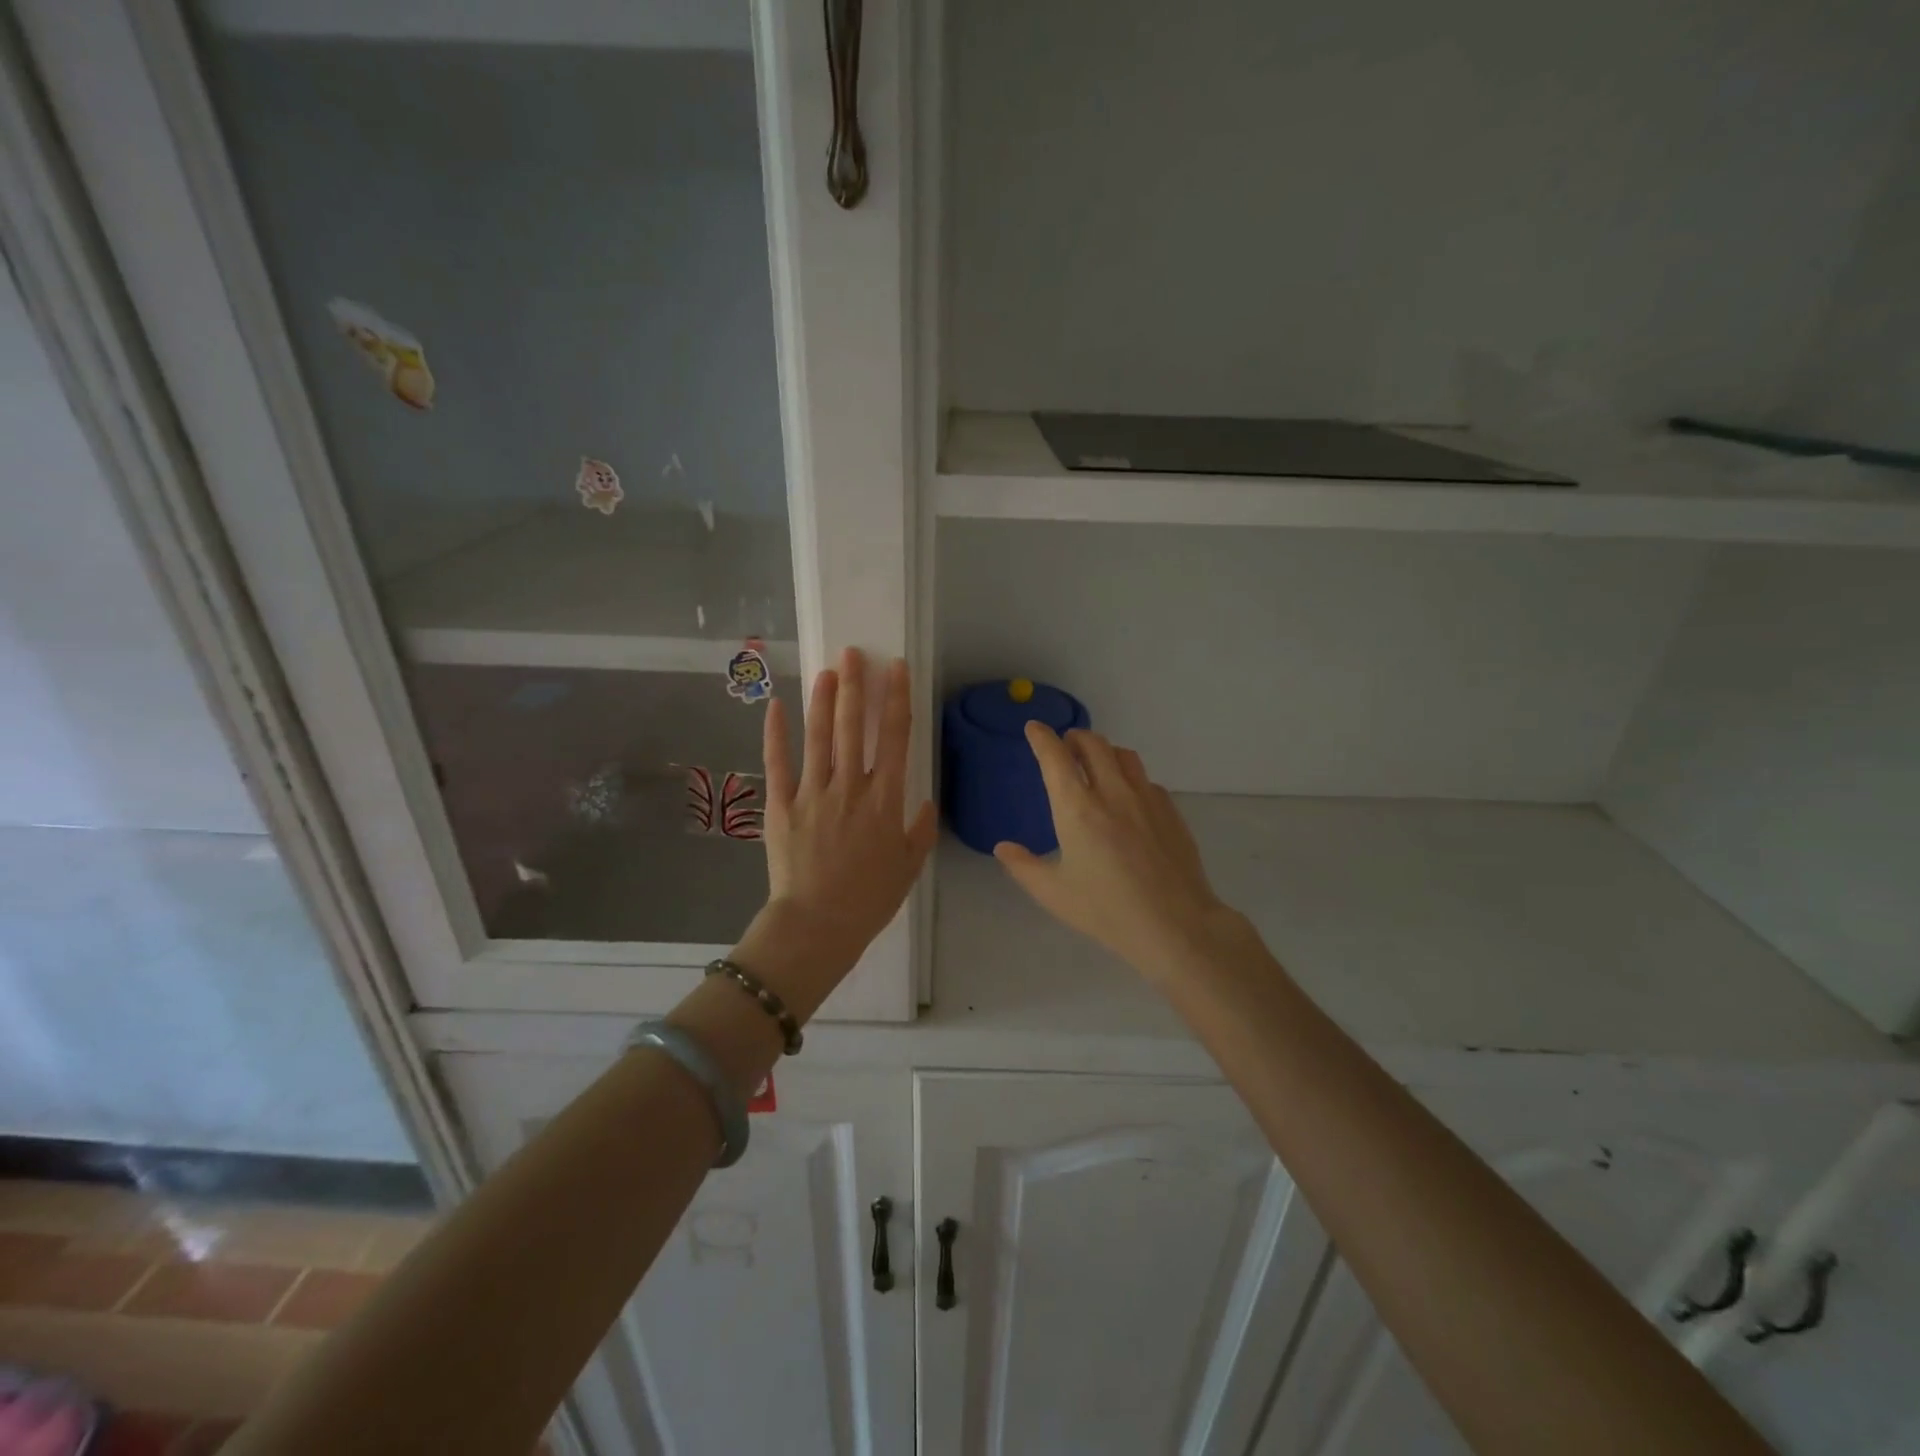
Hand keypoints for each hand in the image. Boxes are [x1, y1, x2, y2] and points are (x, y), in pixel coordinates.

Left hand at [758, 648, 937, 977]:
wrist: (818, 925)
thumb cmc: (869, 900)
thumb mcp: (908, 868)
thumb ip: (920, 831)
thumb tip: (925, 802)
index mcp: (885, 800)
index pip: (894, 737)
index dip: (896, 698)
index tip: (897, 668)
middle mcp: (850, 787)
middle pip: (852, 727)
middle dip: (856, 686)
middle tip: (853, 653)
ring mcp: (813, 793)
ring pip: (818, 737)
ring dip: (823, 700)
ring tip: (828, 670)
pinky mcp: (782, 806)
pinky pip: (778, 764)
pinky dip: (776, 733)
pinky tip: (777, 706)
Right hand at [994, 725, 1251, 980]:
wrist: (1175, 925)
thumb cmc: (1106, 910)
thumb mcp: (1053, 893)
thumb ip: (1023, 866)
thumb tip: (1003, 847)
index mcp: (1077, 809)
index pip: (1055, 757)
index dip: (1042, 737)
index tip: (1034, 728)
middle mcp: (1112, 792)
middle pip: (1093, 744)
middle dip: (1074, 737)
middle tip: (1065, 746)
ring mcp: (1146, 799)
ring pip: (1123, 755)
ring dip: (1104, 750)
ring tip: (1096, 763)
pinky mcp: (1170, 811)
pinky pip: (1146, 780)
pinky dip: (1130, 777)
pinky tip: (1129, 798)